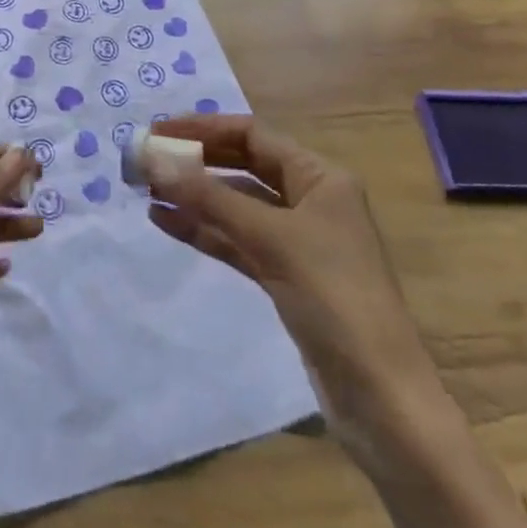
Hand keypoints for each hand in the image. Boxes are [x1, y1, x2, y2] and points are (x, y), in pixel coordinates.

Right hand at [144, 114, 526, 527]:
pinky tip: (165, 221)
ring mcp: (297, 241)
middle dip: (195, 162)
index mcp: (320, 178)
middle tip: (145, 161)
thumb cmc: (334, 299)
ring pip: (235, 205)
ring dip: (194, 196)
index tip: (157, 132)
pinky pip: (236, 240)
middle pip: (243, 167)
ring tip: (146, 189)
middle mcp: (310, 200)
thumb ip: (210, 199)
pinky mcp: (284, 276)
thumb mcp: (271, 240)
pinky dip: (203, 230)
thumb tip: (153, 160)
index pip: (253, 136)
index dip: (204, 129)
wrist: (381, 398)